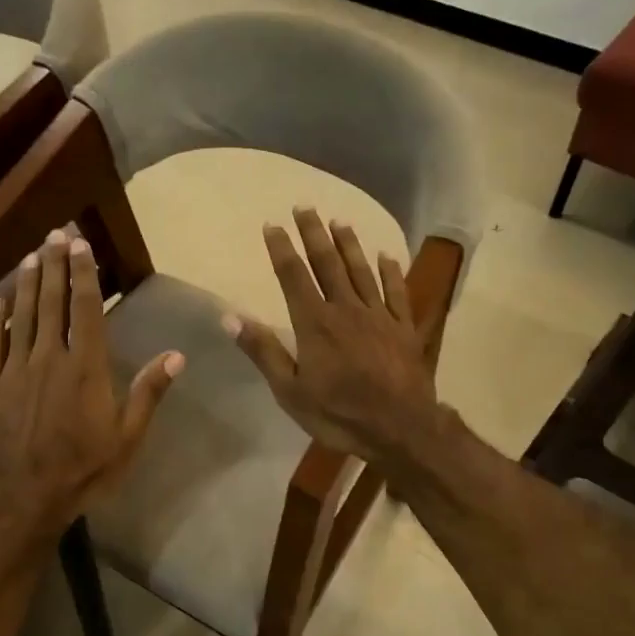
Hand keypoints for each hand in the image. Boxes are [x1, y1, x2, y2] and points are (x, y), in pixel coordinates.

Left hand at [0, 229, 182, 543]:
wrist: (24, 497)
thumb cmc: (83, 469)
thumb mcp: (127, 437)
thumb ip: (148, 392)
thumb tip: (177, 355)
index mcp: (85, 367)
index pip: (86, 309)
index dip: (83, 274)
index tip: (80, 245)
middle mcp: (49, 357)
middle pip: (51, 302)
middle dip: (53, 265)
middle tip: (53, 234)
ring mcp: (14, 370)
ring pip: (20, 316)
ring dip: (25, 284)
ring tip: (30, 256)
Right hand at [224, 209, 439, 464]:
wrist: (400, 428)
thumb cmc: (338, 413)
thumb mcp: (289, 390)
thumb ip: (263, 350)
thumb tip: (229, 316)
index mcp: (315, 323)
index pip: (294, 276)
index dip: (281, 248)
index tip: (272, 224)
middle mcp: (346, 309)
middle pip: (328, 263)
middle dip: (314, 234)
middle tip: (305, 206)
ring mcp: (380, 316)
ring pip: (362, 271)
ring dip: (349, 244)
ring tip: (340, 221)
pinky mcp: (405, 328)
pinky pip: (397, 292)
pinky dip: (391, 272)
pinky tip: (386, 256)